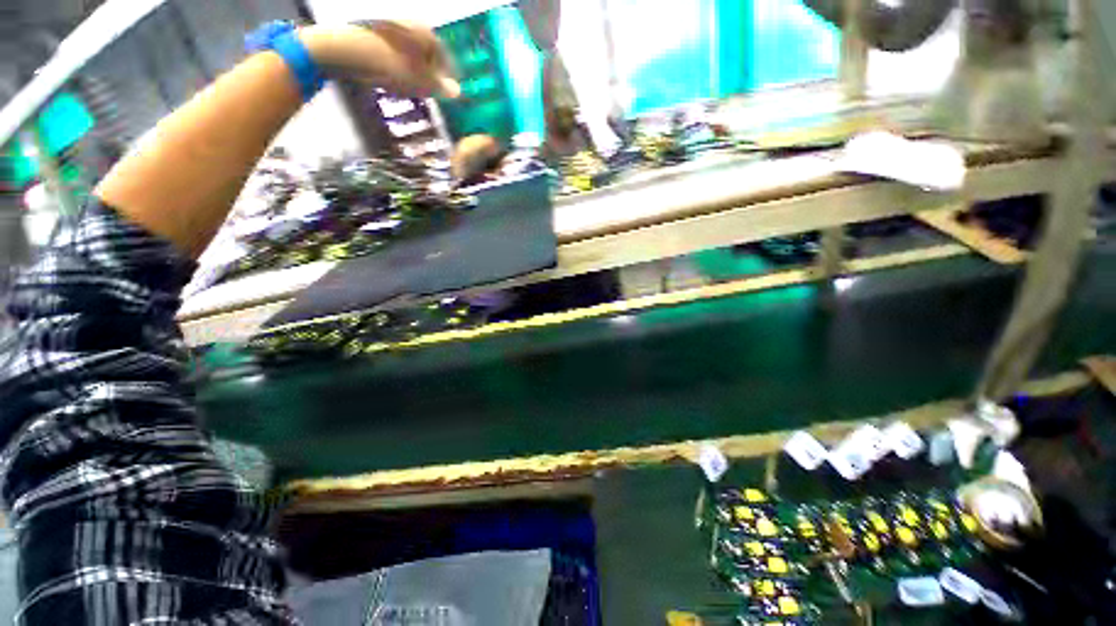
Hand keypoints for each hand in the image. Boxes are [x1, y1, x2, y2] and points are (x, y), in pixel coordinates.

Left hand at [301, 22, 460, 98]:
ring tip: (410, 90)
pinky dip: (398, 66)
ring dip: (414, 72)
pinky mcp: (374, 32)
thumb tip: (457, 92)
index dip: (448, 79)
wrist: (348, 51)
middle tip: (428, 94)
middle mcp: (413, 25)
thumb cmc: (393, 67)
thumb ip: (442, 87)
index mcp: (428, 34)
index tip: (446, 95)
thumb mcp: (422, 83)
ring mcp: (392, 26)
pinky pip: (395, 52)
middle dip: (430, 75)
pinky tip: (393, 80)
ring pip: (411, 54)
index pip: (446, 59)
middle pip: (428, 55)